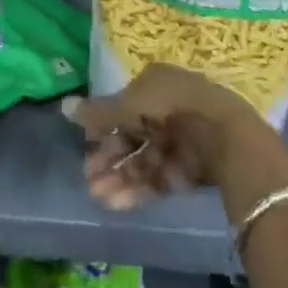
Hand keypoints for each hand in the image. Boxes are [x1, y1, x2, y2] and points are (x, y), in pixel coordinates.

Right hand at [62, 64, 265, 210]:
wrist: (224, 135)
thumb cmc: (170, 107)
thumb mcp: (129, 105)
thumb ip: (98, 112)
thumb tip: (64, 107)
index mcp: (156, 84)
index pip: (125, 106)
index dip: (105, 127)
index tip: (87, 146)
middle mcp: (168, 108)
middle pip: (133, 135)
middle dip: (110, 158)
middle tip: (88, 179)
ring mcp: (182, 139)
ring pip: (144, 160)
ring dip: (120, 177)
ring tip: (98, 197)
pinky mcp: (192, 168)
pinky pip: (160, 177)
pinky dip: (139, 189)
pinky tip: (118, 203)